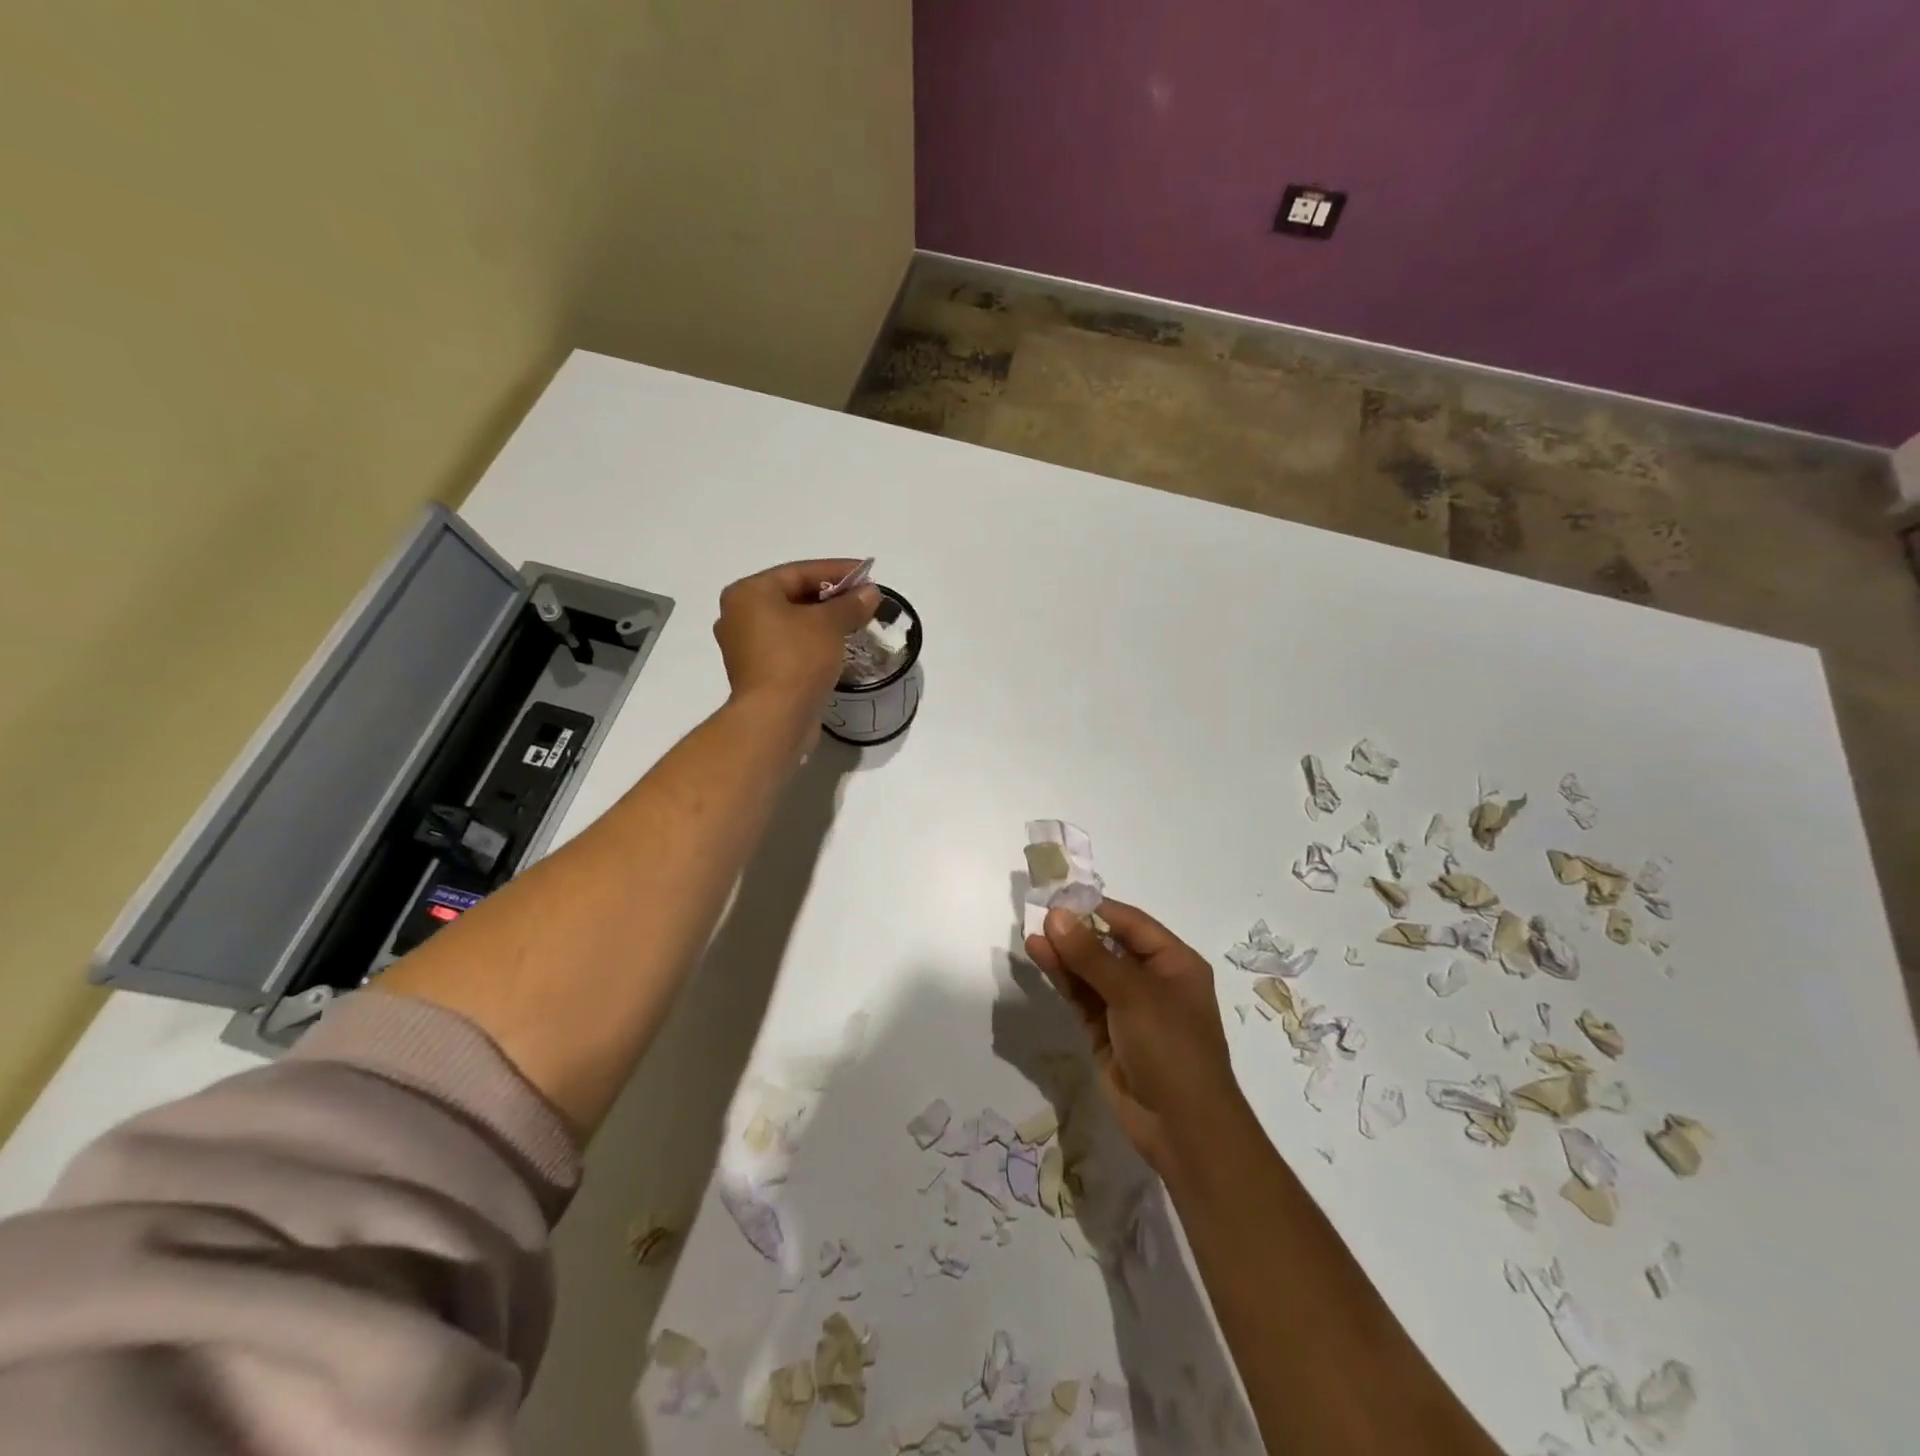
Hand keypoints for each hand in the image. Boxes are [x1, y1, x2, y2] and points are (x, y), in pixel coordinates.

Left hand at [713, 559, 880, 720]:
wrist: (775, 719)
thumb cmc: (797, 659)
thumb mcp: (829, 624)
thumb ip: (851, 603)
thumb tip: (870, 593)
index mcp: (749, 593)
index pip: (799, 572)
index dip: (837, 571)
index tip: (867, 574)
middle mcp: (739, 615)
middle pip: (793, 596)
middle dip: (831, 598)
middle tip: (864, 601)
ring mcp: (745, 647)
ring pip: (791, 623)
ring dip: (823, 622)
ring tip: (856, 623)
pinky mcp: (757, 673)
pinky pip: (789, 647)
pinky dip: (812, 643)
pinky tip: (837, 647)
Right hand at [1025, 899, 1244, 1179]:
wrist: (1183, 1128)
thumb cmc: (1171, 1047)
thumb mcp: (1133, 994)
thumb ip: (1091, 955)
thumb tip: (1056, 916)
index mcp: (1174, 963)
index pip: (1131, 923)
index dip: (1095, 908)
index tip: (1059, 897)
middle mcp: (1152, 980)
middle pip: (1108, 944)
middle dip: (1076, 931)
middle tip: (1038, 914)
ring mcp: (1127, 1008)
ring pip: (1091, 971)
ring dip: (1064, 954)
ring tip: (1032, 935)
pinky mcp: (1106, 1032)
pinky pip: (1081, 996)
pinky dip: (1062, 978)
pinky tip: (1041, 957)